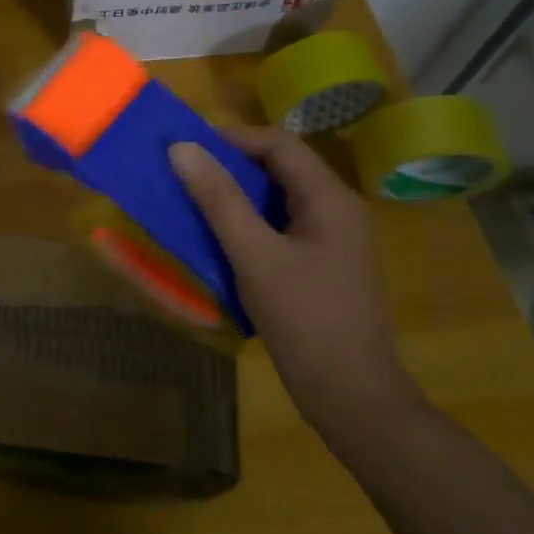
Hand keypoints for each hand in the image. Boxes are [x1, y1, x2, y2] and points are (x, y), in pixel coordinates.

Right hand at [170, 128, 419, 429]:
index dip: (232, 138)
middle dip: (230, 167)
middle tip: (183, 176)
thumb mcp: (254, 254)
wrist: (351, 396)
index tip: (186, 149)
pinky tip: (220, 242)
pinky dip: (248, 225)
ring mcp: (332, 241)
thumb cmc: (304, 319)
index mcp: (330, 198)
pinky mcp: (322, 267)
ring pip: (278, 200)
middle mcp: (337, 210)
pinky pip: (281, 228)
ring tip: (192, 204)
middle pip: (280, 169)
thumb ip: (218, 199)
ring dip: (236, 197)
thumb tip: (182, 147)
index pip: (279, 143)